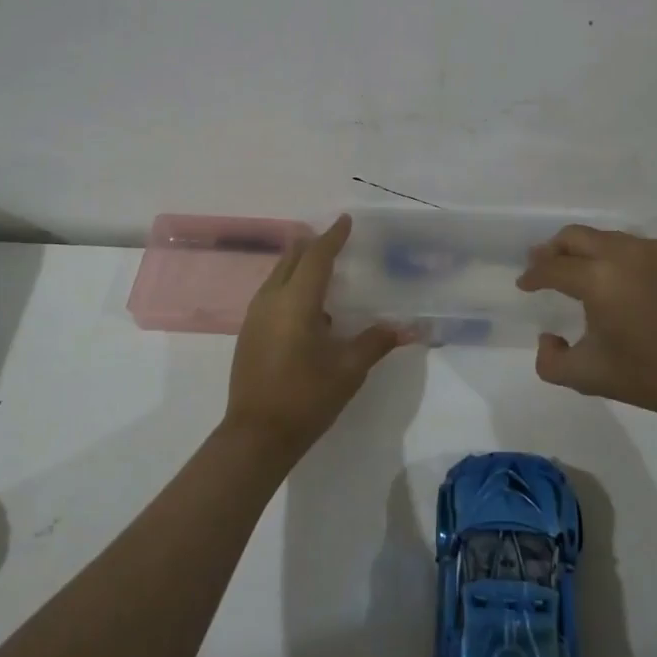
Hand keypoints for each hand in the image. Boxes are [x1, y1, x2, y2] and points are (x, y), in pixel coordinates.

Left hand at [223, 215, 408, 459]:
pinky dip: (289, 285)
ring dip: (299, 265)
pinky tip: (307, 305)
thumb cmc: (306, 398)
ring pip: (278, 275)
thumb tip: (407, 327)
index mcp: (296, 301)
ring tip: (322, 267)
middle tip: (334, 239)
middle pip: (291, 259)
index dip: (332, 237)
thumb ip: (376, 342)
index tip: (346, 220)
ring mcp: (255, 316)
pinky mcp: (249, 333)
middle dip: (312, 245)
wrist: (255, 436)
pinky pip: (271, 293)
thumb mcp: (348, 370)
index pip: (317, 257)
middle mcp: (271, 300)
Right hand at [516, 224, 656, 421]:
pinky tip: (611, 275)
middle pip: (573, 237)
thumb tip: (547, 336)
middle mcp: (621, 254)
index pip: (552, 268)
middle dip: (551, 250)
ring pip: (601, 236)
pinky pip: (628, 244)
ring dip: (581, 250)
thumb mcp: (586, 377)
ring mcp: (649, 250)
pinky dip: (610, 253)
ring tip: (574, 270)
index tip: (524, 285)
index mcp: (598, 280)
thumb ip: (549, 361)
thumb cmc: (646, 375)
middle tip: (541, 265)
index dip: (533, 276)